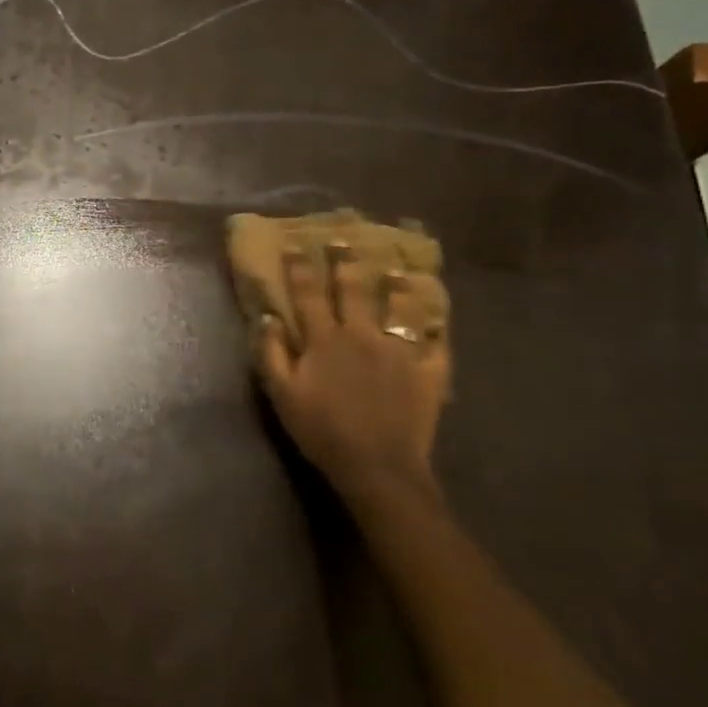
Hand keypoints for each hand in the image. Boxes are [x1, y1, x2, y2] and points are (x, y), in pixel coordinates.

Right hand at [251, 241, 450, 503]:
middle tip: (346, 240)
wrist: (377, 466)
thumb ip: (270, 354)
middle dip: (347, 263)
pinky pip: (438, 343)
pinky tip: (441, 316)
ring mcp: (400, 352)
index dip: (300, 267)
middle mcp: (363, 335)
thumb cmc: (322, 430)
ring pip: (401, 308)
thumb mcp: (282, 394)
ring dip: (399, 285)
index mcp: (325, 339)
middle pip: (354, 291)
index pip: (309, 294)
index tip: (296, 244)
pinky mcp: (430, 372)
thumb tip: (267, 318)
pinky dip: (439, 327)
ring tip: (400, 268)